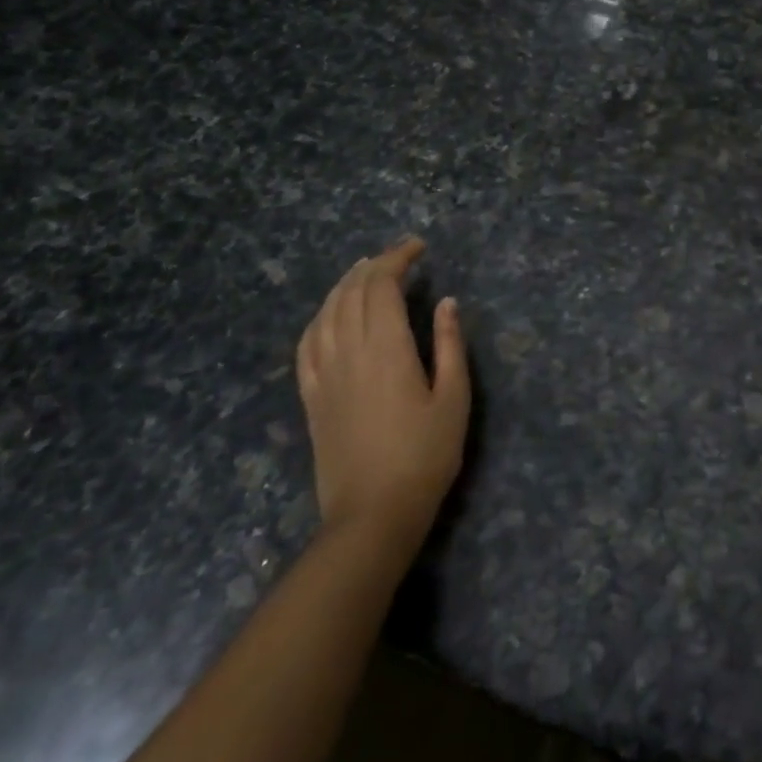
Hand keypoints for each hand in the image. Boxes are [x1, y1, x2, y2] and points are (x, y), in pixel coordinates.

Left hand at [296, 238, 469, 560]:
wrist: (373, 514)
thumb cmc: (425, 456)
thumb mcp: (454, 398)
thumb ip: (450, 345)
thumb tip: (447, 302)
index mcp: (386, 349)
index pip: (382, 286)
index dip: (398, 258)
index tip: (419, 247)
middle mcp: (349, 352)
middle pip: (352, 293)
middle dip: (375, 265)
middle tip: (400, 255)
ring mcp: (324, 375)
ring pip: (326, 313)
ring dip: (344, 284)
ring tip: (364, 271)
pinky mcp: (311, 397)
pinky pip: (307, 344)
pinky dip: (319, 318)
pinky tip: (329, 314)